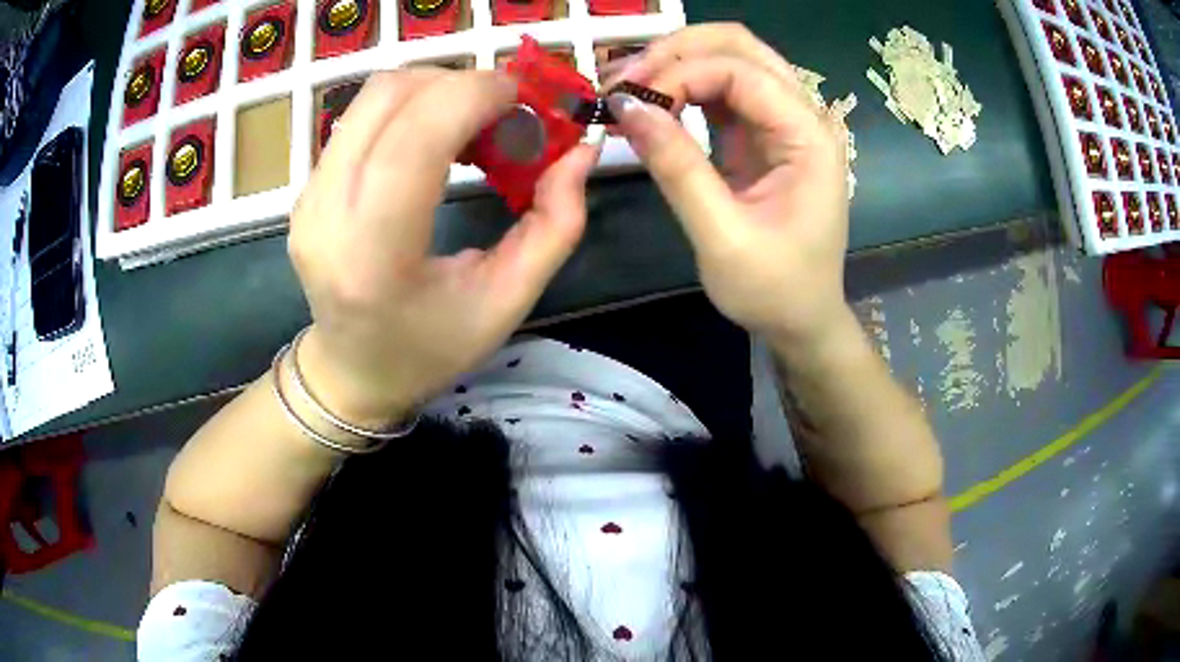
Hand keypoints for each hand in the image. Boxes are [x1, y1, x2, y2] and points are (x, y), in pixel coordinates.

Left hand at [288, 69, 599, 426]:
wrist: (352, 371)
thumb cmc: (431, 348)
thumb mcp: (509, 300)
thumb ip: (556, 223)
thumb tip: (582, 150)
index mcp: (374, 257)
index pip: (413, 140)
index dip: (472, 96)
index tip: (521, 98)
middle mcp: (327, 217)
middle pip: (389, 97)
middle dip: (459, 83)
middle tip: (505, 111)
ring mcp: (308, 198)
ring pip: (373, 96)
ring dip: (435, 89)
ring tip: (474, 123)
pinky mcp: (305, 189)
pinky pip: (362, 117)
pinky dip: (411, 108)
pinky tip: (437, 138)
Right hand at [605, 24, 854, 345]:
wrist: (801, 320)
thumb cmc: (774, 290)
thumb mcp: (722, 236)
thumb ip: (676, 167)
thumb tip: (626, 107)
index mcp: (808, 137)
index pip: (741, 71)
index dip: (680, 75)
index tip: (629, 104)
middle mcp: (802, 117)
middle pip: (740, 46)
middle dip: (678, 51)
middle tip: (624, 79)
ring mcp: (782, 123)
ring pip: (730, 60)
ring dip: (677, 63)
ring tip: (628, 86)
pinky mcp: (761, 137)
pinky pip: (723, 92)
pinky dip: (684, 89)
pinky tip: (652, 103)